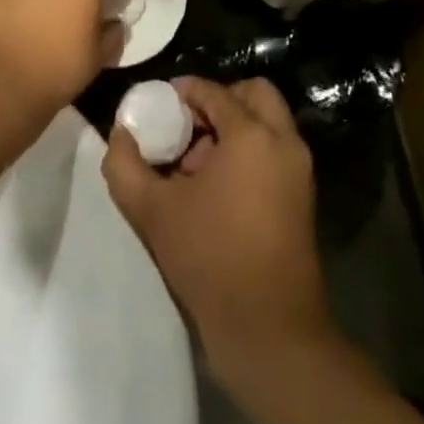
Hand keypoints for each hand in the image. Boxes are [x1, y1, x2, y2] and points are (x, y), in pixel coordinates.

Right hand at [103, 78, 335, 387]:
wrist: (271, 331)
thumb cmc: (211, 260)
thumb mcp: (153, 211)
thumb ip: (125, 165)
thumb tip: (120, 133)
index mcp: (251, 134)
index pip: (213, 91)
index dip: (183, 91)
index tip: (158, 105)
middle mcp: (283, 141)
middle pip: (254, 93)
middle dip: (219, 100)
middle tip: (187, 126)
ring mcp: (299, 169)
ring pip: (268, 121)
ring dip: (235, 126)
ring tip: (198, 163)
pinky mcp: (304, 196)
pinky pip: (276, 150)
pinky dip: (251, 149)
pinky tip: (218, 187)